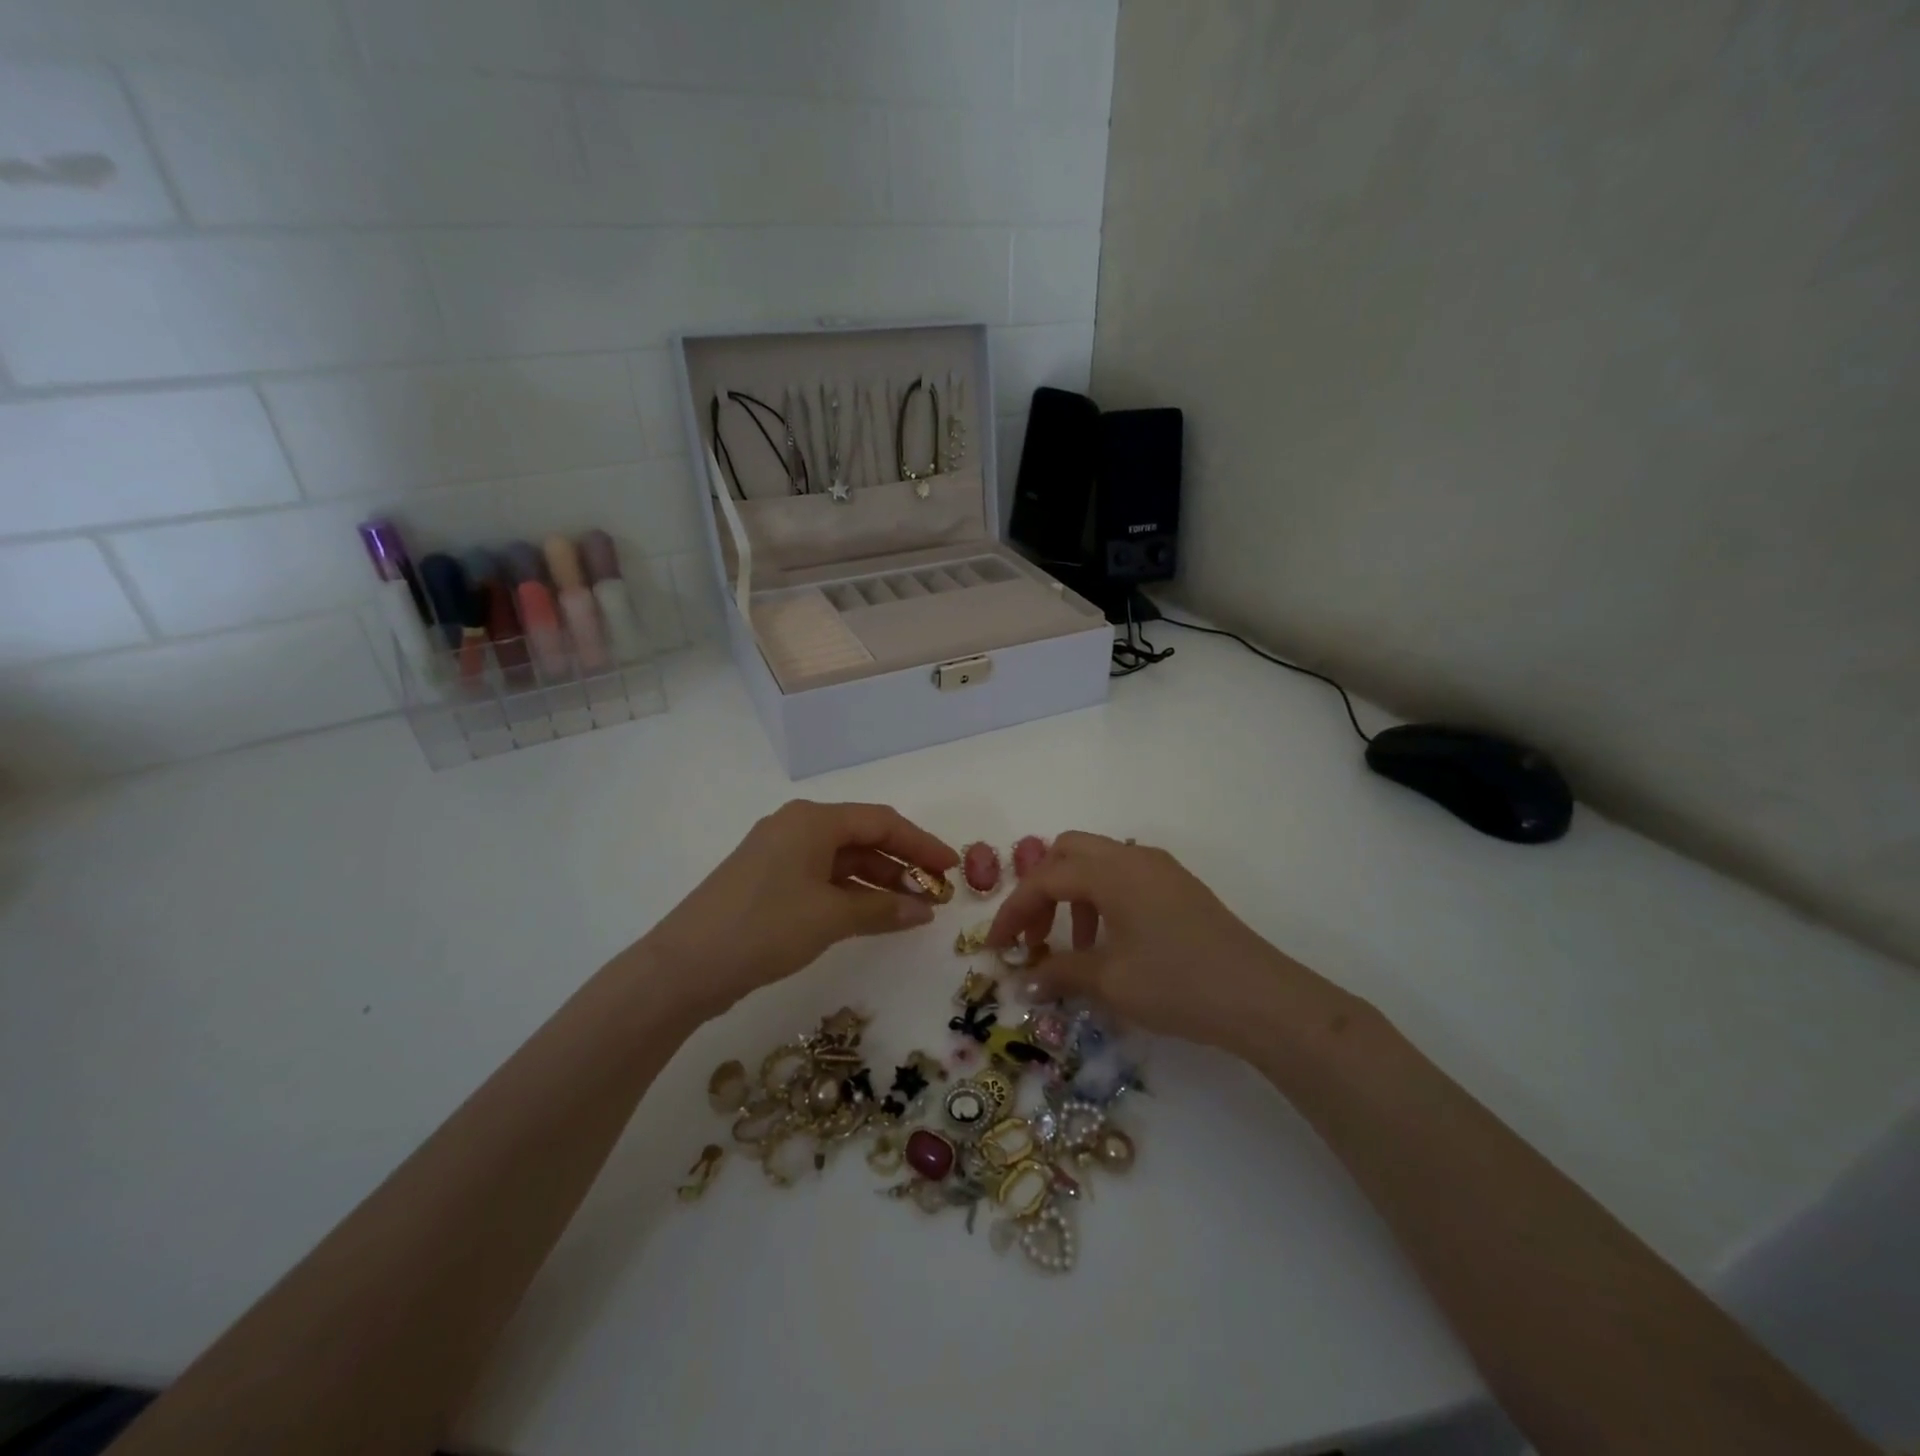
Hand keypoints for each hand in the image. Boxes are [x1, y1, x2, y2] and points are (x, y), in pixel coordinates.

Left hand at [642, 800, 957, 1019]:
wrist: (684, 967)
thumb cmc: (765, 927)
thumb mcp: (831, 917)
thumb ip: (883, 908)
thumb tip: (925, 910)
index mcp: (812, 820)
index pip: (881, 821)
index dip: (921, 843)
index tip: (952, 867)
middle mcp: (796, 826)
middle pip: (862, 836)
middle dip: (901, 863)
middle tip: (934, 891)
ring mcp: (778, 853)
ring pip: (842, 858)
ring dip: (877, 880)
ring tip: (910, 908)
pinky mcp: (767, 880)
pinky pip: (822, 876)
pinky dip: (850, 892)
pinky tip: (871, 914)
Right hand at [986, 832, 1310, 1053]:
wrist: (1260, 998)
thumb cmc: (1177, 984)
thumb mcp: (1111, 982)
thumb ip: (1062, 972)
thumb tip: (1028, 978)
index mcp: (1111, 871)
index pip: (1044, 879)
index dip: (1013, 911)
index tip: (997, 948)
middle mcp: (1133, 856)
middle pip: (1068, 851)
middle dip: (1041, 889)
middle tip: (1034, 934)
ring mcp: (1160, 868)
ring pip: (1097, 861)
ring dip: (1072, 894)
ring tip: (1072, 946)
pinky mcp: (1178, 886)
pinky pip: (1124, 876)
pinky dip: (1101, 898)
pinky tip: (1109, 942)